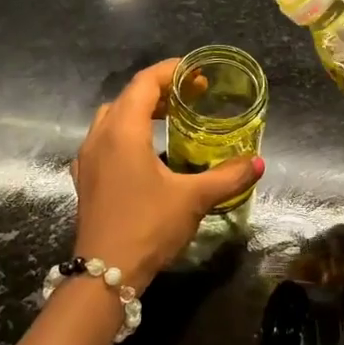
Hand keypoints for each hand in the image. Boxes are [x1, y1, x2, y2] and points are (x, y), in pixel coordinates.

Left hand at [71, 59, 263, 291]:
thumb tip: (258, 163)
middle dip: (159, 90)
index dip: (170, 71)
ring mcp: (87, 158)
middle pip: (128, 97)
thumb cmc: (148, 226)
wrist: (104, 273)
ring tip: (171, 120)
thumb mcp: (193, 198)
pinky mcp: (84, 178)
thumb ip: (228, 176)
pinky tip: (146, 153)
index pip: (144, 83)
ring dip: (140, 111)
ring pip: (112, 118)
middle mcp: (99, 136)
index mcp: (123, 131)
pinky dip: (126, 133)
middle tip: (191, 97)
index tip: (197, 73)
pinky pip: (105, 140)